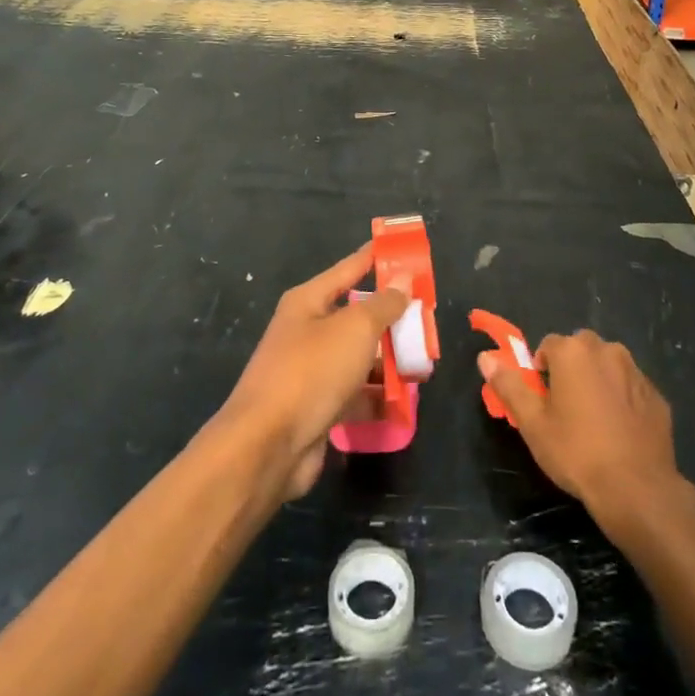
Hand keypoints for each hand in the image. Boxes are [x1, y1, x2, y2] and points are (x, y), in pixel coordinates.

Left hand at [214, 244, 408, 500]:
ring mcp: (310, 372)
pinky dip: (377, 396)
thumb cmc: (312, 371)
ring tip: (424, 364)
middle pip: (356, 317)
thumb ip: (384, 305)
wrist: (268, 446)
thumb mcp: (356, 328)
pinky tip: (404, 402)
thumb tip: (402, 282)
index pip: (347, 269)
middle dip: (391, 319)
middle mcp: (306, 331)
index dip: (373, 258)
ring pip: (357, 358)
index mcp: (308, 302)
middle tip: (426, 318)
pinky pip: (354, 394)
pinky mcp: (316, 408)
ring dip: (388, 361)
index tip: (400, 250)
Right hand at [479, 330, 680, 518]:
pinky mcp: (657, 396)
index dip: (541, 371)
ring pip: (608, 366)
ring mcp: (636, 372)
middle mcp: (607, 350)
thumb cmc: (577, 452)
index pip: (548, 345)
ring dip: (597, 381)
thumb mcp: (532, 423)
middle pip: (580, 350)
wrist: (637, 489)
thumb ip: (509, 385)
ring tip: (592, 421)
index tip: (542, 400)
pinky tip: (618, 431)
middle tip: (564, 408)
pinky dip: (622, 399)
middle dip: (571, 370)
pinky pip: (630, 388)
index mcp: (573, 351)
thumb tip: (485, 357)